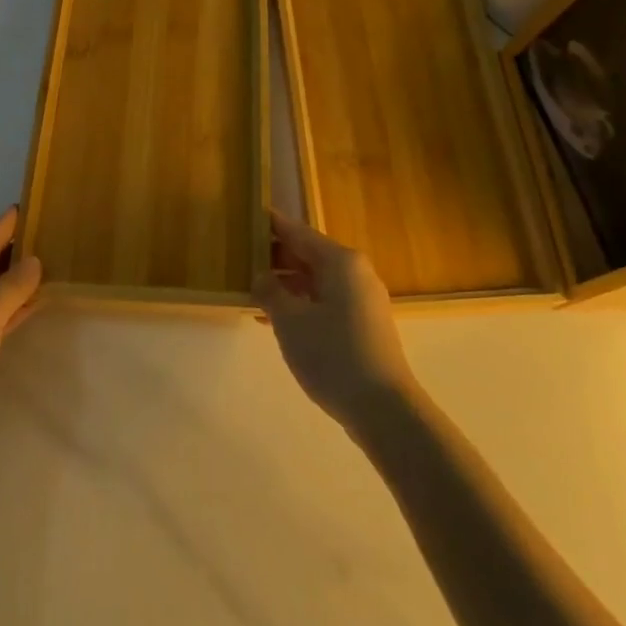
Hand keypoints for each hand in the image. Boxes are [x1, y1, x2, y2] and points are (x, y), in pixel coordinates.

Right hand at [253, 211, 416, 433]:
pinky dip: (300, 304)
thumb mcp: (290, 321)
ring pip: (316, 281)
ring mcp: (362, 300)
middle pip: (309, 255)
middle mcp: (355, 272)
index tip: (249, 216)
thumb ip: (270, 291)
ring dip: (285, 284)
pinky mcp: (363, 325)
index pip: (298, 232)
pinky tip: (275, 319)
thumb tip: (261, 276)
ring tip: (251, 290)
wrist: (384, 409)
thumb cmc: (333, 355)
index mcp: (340, 261)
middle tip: (241, 258)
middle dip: (275, 257)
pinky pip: (325, 301)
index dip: (272, 225)